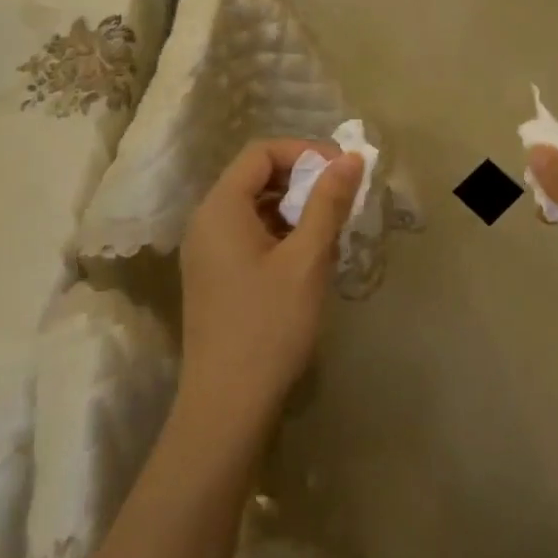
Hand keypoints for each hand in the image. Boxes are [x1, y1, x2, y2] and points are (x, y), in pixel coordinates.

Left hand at [176, 139, 363, 443]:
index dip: (305, 152)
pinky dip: (282, 232)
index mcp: (220, 208)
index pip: (261, 152)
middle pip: (256, 176)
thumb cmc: (269, 325)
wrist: (227, 405)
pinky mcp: (215, 276)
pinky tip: (310, 257)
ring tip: (331, 229)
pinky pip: (250, 234)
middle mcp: (206, 222)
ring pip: (255, 207)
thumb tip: (352, 158)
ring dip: (295, 207)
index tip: (343, 171)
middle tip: (342, 199)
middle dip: (303, 179)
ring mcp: (207, 251)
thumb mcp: (307, 258)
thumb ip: (328, 202)